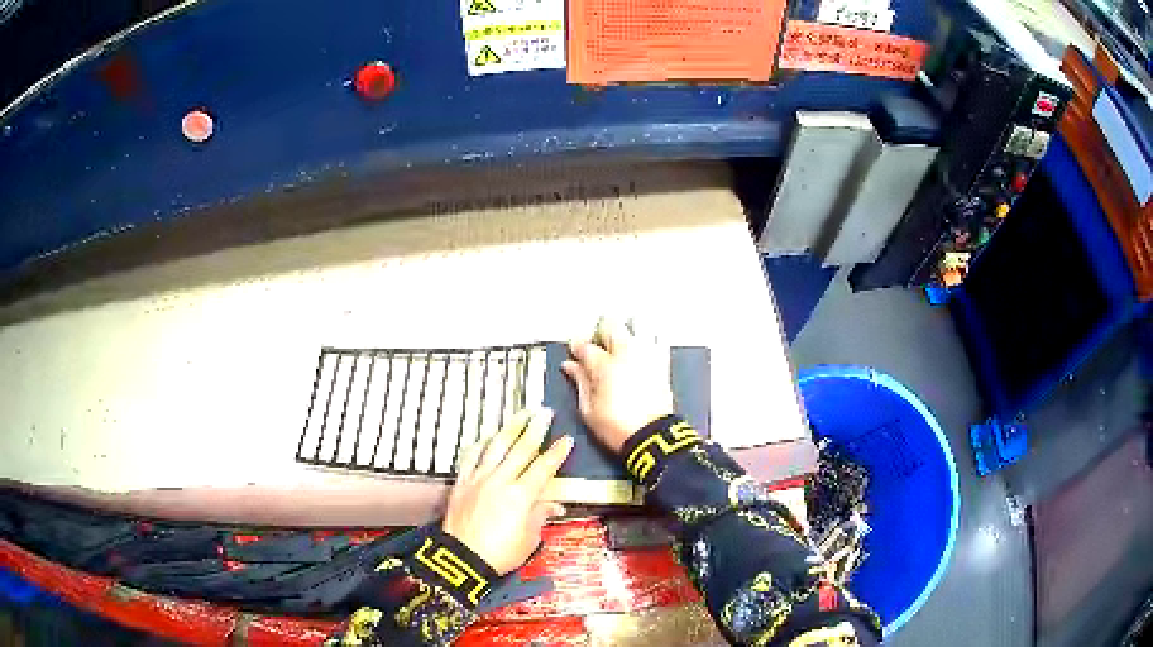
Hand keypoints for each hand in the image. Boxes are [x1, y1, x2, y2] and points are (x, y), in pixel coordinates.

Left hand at [444, 408, 572, 574]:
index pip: (544, 467)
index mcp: (522, 495)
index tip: (566, 439)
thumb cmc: (501, 553)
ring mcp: (479, 479)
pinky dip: (480, 446)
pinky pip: (470, 458)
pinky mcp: (462, 483)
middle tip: (544, 413)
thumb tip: (553, 505)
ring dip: (510, 429)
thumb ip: (540, 516)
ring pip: (496, 447)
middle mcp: (500, 480)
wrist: (462, 558)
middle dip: (535, 429)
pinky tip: (486, 438)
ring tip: (520, 415)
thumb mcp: (530, 539)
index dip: (557, 453)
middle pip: (521, 449)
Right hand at [561, 318, 673, 453]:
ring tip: (617, 344)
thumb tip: (570, 366)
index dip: (576, 347)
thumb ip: (579, 382)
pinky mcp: (662, 364)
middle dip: (600, 331)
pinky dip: (646, 339)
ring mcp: (646, 356)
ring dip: (624, 331)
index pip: (586, 346)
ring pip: (635, 327)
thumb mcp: (588, 410)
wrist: (652, 437)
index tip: (574, 351)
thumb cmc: (616, 427)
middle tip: (596, 344)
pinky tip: (639, 349)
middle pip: (611, 326)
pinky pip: (655, 340)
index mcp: (604, 366)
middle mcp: (626, 354)